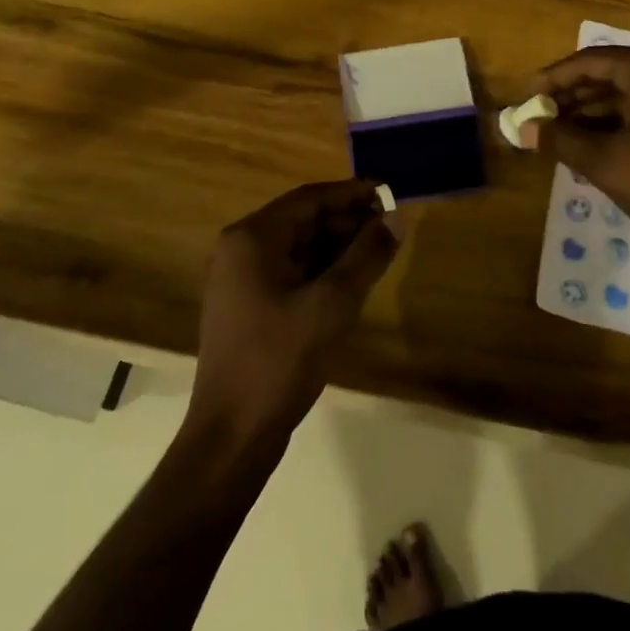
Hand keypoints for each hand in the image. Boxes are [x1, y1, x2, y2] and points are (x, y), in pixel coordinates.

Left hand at [189, 180, 398, 448]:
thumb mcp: (333, 303)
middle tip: (391, 228)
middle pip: (304, 220)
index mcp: (252, 238)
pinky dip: (324, 270)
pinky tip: (354, 280)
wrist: (232, 437)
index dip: (352, 193)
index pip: (310, 198)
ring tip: (380, 252)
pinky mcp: (250, 305)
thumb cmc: (278, 360)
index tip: (390, 193)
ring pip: (301, 246)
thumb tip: (397, 217)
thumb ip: (367, 255)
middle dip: (348, 221)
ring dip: (339, 246)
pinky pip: (293, 271)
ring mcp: (242, 279)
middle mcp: (242, 249)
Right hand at [528, 47, 629, 267]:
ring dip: (591, 113)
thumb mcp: (605, 162)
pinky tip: (588, 144)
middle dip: (571, 97)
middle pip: (610, 75)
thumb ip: (560, 140)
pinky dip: (616, 124)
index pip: (592, 61)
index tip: (525, 96)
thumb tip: (522, 130)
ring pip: (627, 95)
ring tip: (556, 135)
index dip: (554, 78)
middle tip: (537, 119)